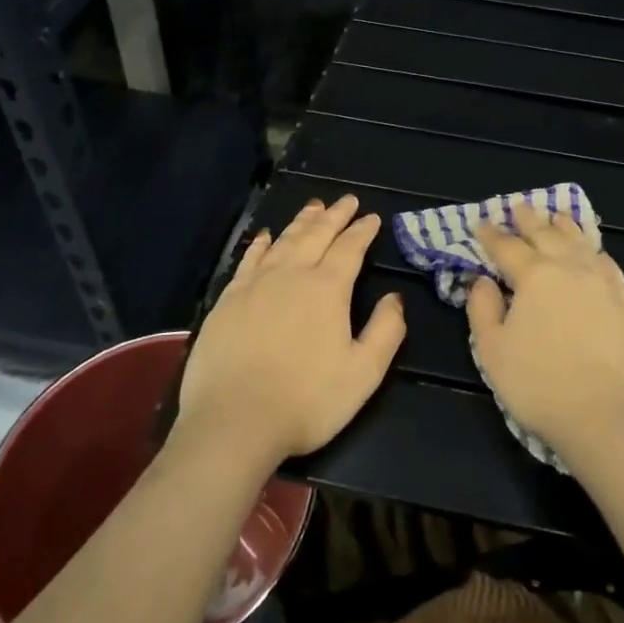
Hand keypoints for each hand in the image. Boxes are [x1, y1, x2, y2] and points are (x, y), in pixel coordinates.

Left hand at [176, 195, 405, 465]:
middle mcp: (292, 275)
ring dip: (302, 222)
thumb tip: (395, 298)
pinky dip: (261, 243)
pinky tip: (265, 236)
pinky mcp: (228, 299)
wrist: (233, 422)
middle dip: (335, 216)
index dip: (362, 231)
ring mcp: (256, 284)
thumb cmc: (306, 401)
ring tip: (314, 207)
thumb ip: (385, 331)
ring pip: (284, 241)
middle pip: (316, 235)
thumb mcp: (363, 374)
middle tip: (347, 200)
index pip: (349, 249)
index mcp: (327, 289)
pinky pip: (249, 259)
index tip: (372, 217)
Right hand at [469, 202, 623, 456]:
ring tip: (556, 215)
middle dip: (528, 218)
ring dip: (564, 226)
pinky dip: (595, 251)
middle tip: (519, 205)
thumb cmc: (539, 385)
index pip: (507, 247)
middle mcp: (569, 268)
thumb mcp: (492, 351)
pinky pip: (608, 264)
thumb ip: (482, 309)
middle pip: (546, 234)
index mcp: (534, 276)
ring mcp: (602, 283)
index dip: (491, 234)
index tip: (481, 223)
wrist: (606, 417)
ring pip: (580, 242)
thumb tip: (483, 281)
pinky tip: (593, 251)